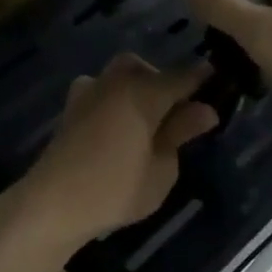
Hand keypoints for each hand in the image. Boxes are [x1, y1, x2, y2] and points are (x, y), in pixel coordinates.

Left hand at [19, 55, 219, 243]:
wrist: (53, 203)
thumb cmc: (116, 189)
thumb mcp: (161, 169)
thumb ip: (180, 133)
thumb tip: (205, 110)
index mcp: (143, 93)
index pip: (182, 77)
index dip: (201, 78)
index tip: (218, 80)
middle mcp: (115, 83)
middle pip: (144, 68)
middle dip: (162, 80)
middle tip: (177, 110)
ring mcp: (88, 93)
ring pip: (118, 75)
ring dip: (135, 86)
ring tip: (147, 118)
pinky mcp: (70, 110)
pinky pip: (99, 90)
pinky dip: (113, 99)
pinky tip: (118, 125)